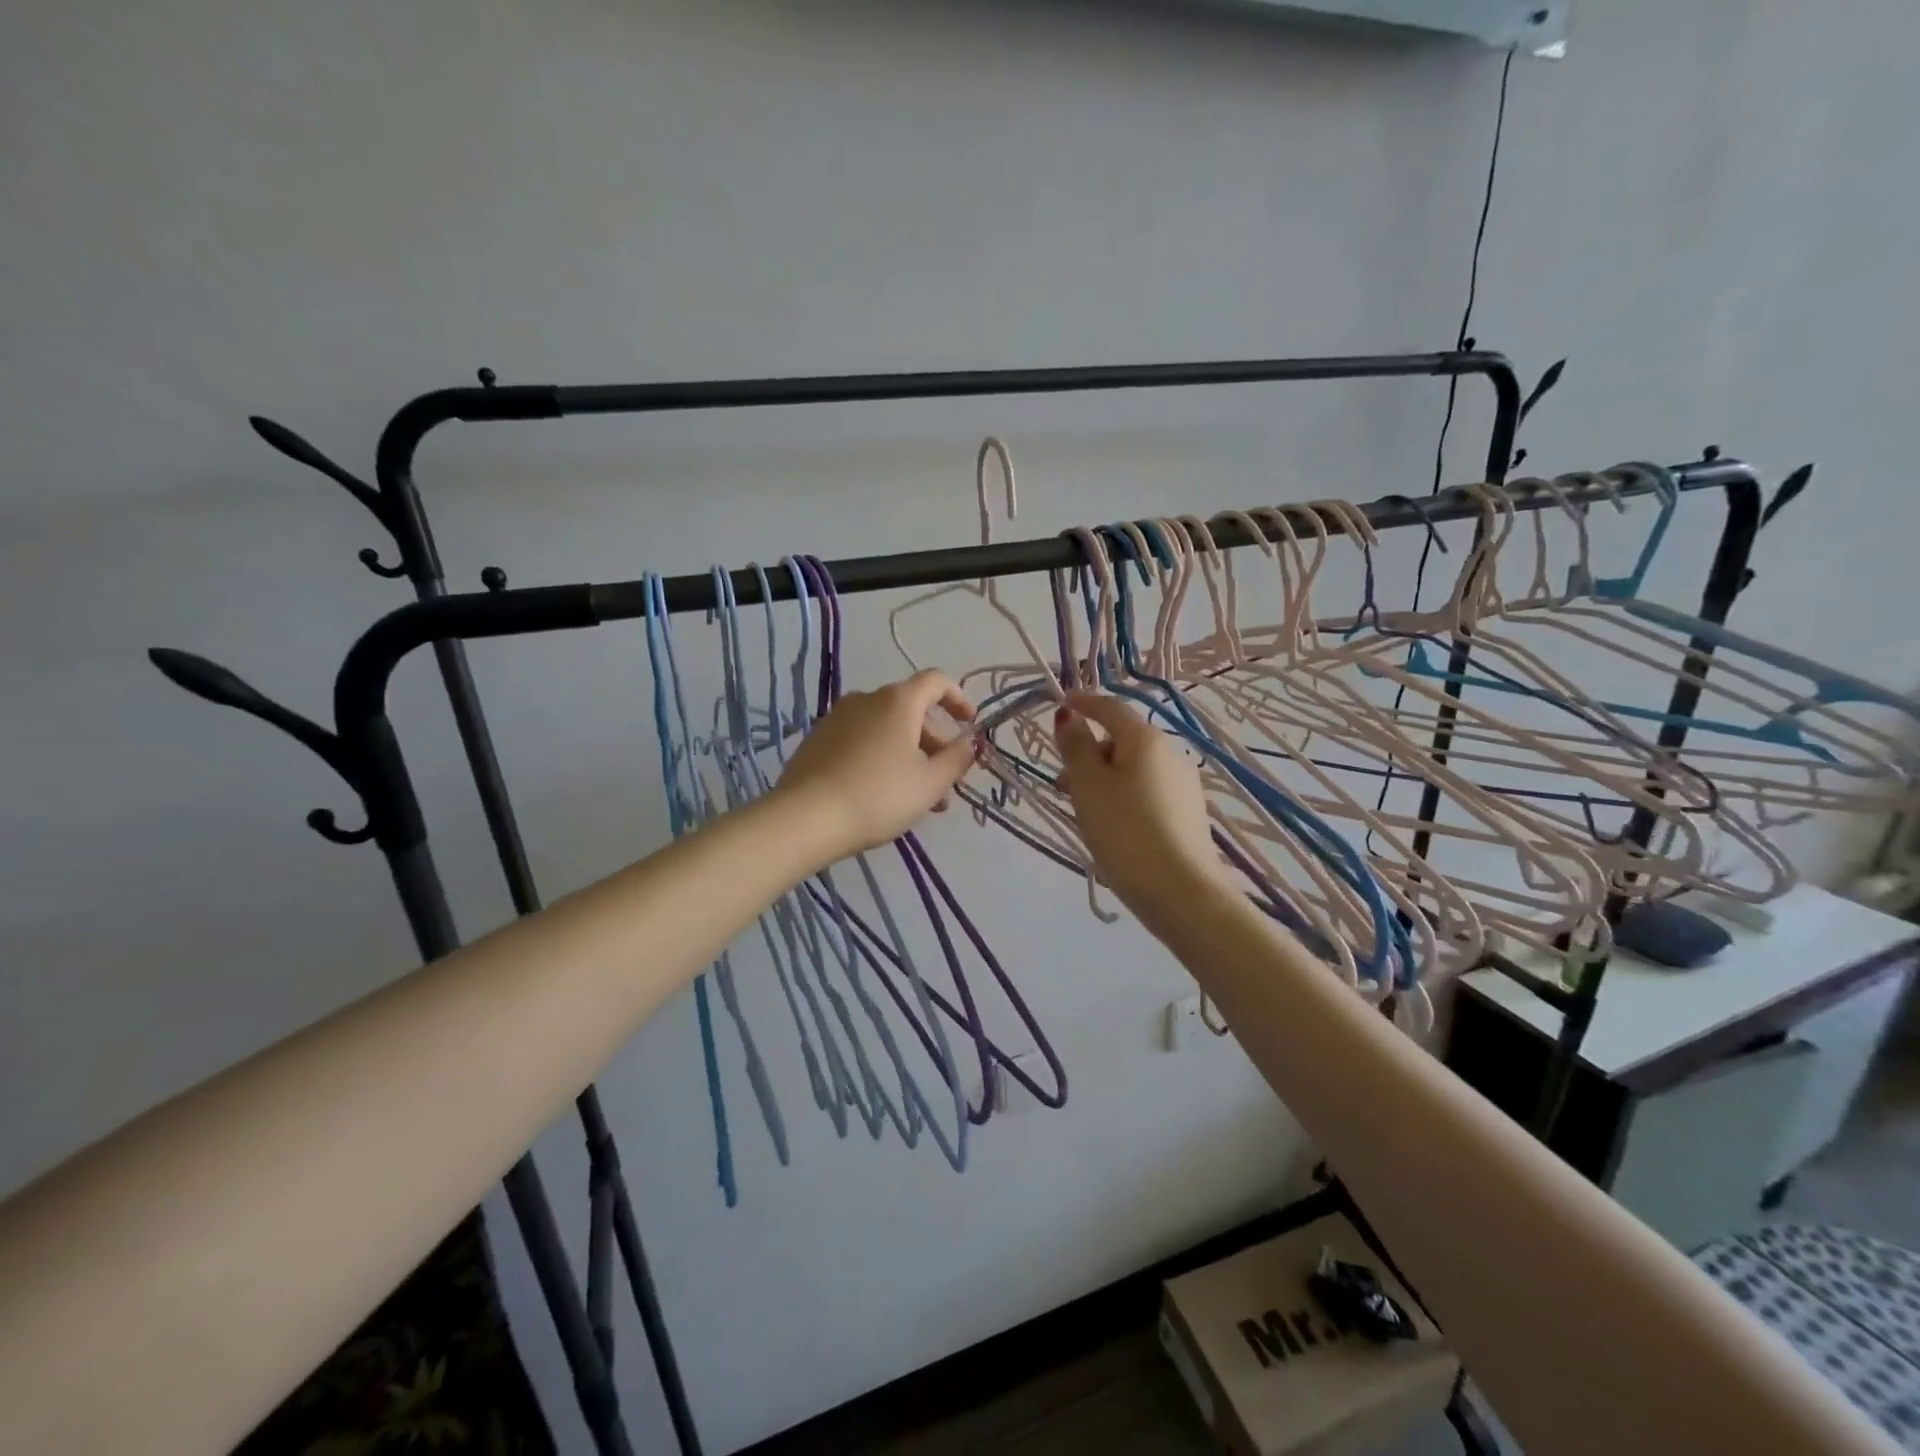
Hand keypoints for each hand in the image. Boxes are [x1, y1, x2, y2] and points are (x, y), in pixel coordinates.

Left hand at [775, 670, 978, 860]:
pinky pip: (861, 740)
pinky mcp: (818, 740)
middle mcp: (866, 699)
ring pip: (886, 729)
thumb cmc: (879, 796)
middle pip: (911, 710)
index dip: (958, 699)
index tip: (969, 724)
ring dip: (909, 755)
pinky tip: (882, 793)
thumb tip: (970, 742)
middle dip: (934, 743)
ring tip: (918, 798)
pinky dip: (881, 757)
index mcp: (898, 700)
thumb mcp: (930, 783)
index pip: (936, 682)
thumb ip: (957, 758)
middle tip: (945, 782)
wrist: (806, 818)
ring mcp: (837, 718)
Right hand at [1053, 690, 1221, 924]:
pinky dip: (1123, 793)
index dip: (1082, 703)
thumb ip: (1075, 747)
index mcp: (1145, 739)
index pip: (1110, 707)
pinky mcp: (1188, 811)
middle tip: (1062, 781)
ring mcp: (1183, 783)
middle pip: (1122, 738)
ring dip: (1105, 776)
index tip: (1060, 704)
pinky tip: (1112, 823)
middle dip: (1090, 751)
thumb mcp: (1088, 786)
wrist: (1181, 891)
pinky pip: (1147, 789)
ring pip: (1134, 767)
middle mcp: (1170, 752)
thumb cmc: (1125, 831)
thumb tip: (1069, 715)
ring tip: (1083, 808)